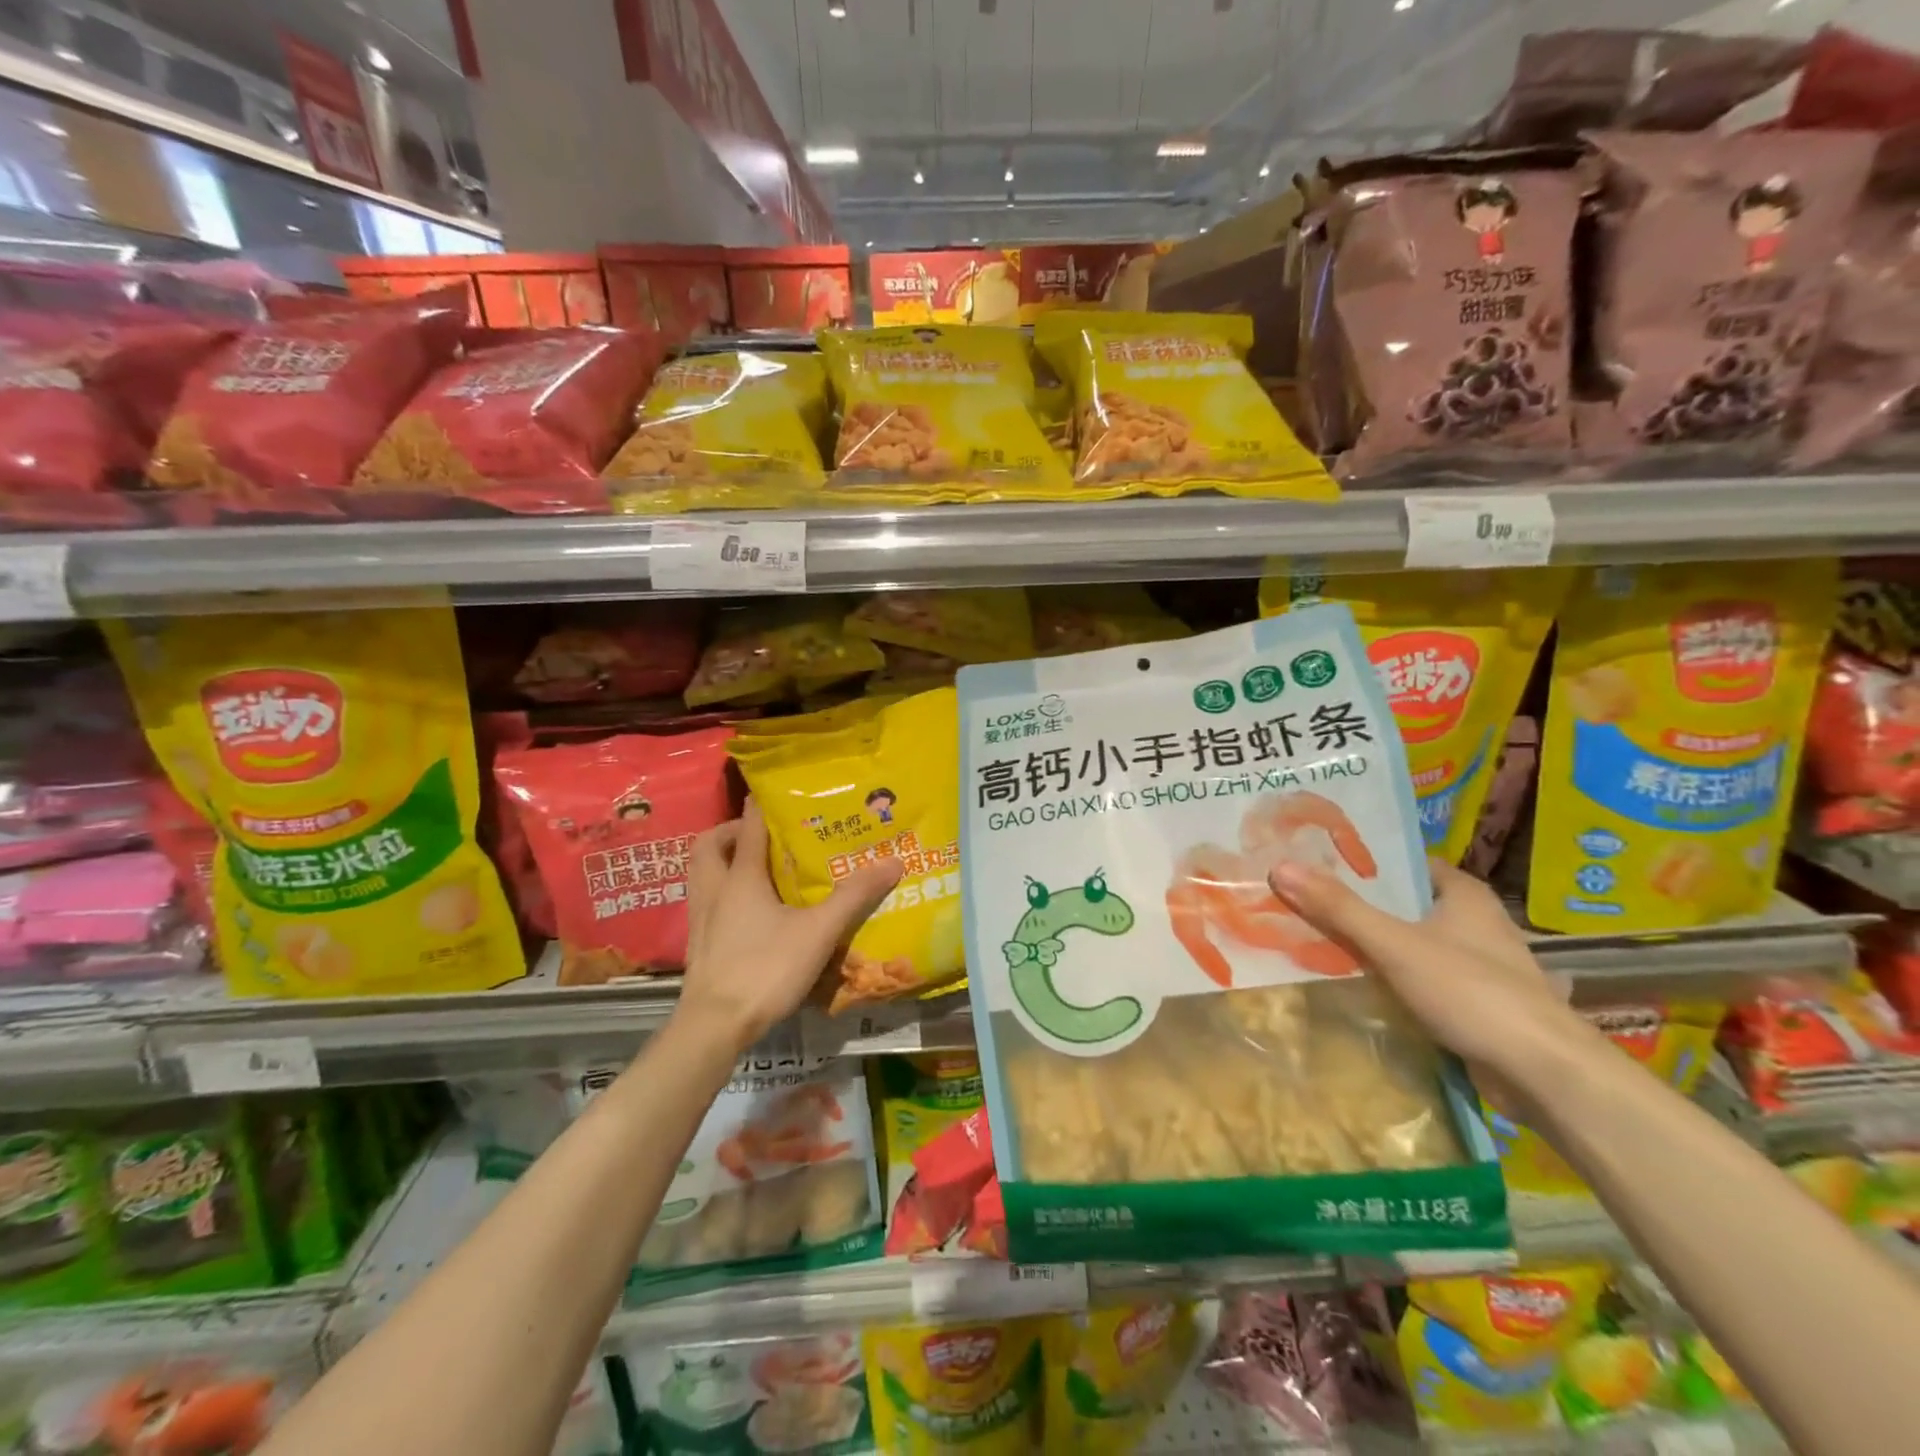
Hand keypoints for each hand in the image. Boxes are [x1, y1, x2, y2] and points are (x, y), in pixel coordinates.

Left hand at [677, 801, 902, 1052]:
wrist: (714, 1027)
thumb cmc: (765, 968)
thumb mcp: (819, 931)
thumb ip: (854, 896)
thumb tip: (893, 862)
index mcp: (740, 877)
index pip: (748, 827)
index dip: (761, 806)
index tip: (776, 794)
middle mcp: (714, 890)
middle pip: (709, 846)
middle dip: (730, 832)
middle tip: (761, 836)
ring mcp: (700, 918)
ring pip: (701, 874)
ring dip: (722, 862)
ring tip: (755, 869)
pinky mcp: (698, 945)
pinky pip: (705, 902)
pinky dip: (722, 893)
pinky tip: (748, 913)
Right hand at [1267, 856, 1587, 1097]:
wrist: (1544, 1075)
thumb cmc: (1473, 992)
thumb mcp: (1395, 944)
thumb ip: (1338, 908)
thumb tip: (1280, 867)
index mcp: (1464, 894)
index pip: (1406, 863)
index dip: (1363, 860)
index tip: (1316, 862)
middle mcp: (1474, 922)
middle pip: (1403, 904)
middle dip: (1358, 904)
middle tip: (1304, 899)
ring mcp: (1477, 965)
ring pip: (1410, 943)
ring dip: (1372, 944)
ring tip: (1316, 937)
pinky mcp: (1474, 1003)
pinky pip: (1419, 977)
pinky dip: (1389, 977)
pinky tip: (1354, 982)